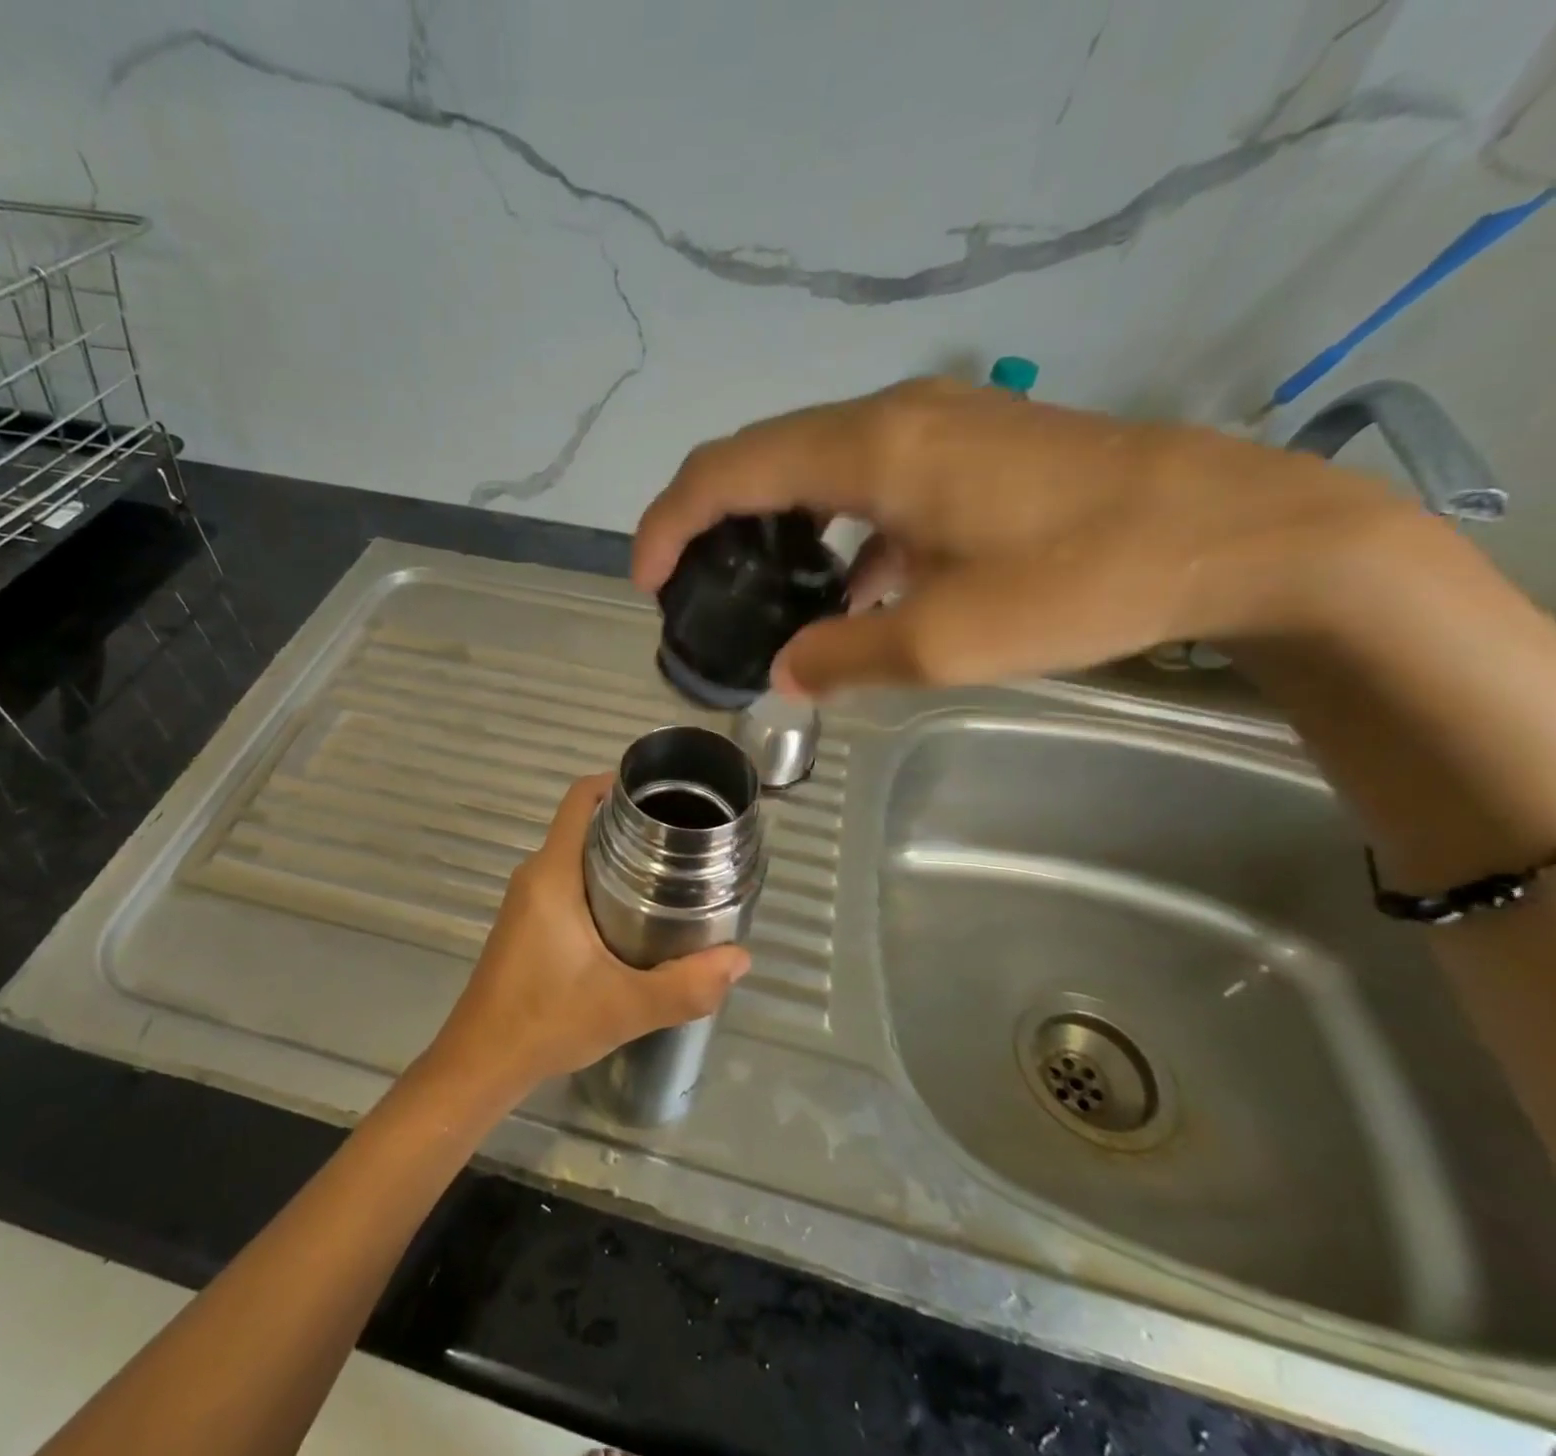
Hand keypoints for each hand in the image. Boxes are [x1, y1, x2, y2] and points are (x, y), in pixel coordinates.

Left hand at [423, 775, 751, 1101]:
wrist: (481, 1063)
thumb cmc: (545, 1021)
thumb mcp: (625, 1005)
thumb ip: (687, 985)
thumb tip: (741, 959)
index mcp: (552, 874)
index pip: (579, 799)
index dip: (616, 782)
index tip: (660, 791)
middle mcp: (535, 875)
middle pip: (583, 824)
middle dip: (630, 822)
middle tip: (682, 836)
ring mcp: (526, 899)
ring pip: (575, 855)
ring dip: (616, 854)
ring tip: (669, 870)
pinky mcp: (525, 923)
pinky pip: (566, 880)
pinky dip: (599, 880)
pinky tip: (633, 911)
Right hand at [633, 377, 1408, 696]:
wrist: (1236, 533)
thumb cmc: (1081, 580)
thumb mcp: (944, 642)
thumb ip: (843, 656)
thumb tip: (784, 673)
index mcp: (870, 451)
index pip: (728, 470)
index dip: (669, 521)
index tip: (645, 581)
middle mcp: (889, 418)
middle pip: (761, 457)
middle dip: (708, 521)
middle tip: (690, 588)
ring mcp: (933, 425)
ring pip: (813, 466)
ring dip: (772, 525)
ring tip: (760, 593)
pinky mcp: (967, 448)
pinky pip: (867, 480)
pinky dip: (834, 530)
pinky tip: (853, 589)